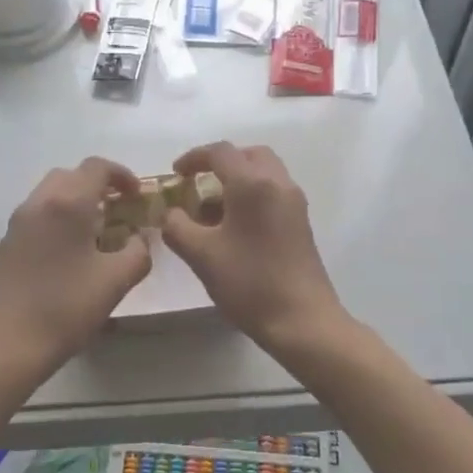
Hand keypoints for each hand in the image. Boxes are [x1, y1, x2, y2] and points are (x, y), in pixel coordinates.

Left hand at [0, 157, 153, 384]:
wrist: (6, 344)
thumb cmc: (65, 308)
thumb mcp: (116, 281)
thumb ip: (137, 252)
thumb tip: (138, 239)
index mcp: (67, 203)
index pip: (97, 167)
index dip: (123, 175)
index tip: (138, 197)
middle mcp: (39, 202)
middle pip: (71, 175)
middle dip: (98, 185)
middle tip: (119, 210)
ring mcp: (18, 222)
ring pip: (51, 194)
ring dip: (76, 201)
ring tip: (97, 232)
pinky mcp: (7, 243)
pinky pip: (38, 214)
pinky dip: (58, 218)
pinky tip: (69, 252)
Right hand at [160, 142, 346, 353]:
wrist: (302, 320)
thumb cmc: (249, 283)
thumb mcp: (201, 255)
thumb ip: (176, 227)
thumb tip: (170, 213)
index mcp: (252, 184)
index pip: (220, 152)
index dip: (193, 158)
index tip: (175, 174)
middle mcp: (278, 183)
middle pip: (248, 155)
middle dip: (221, 163)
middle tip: (198, 183)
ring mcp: (294, 202)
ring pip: (264, 172)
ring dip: (238, 179)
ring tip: (213, 208)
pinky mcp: (301, 222)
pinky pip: (274, 191)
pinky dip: (253, 194)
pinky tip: (235, 225)